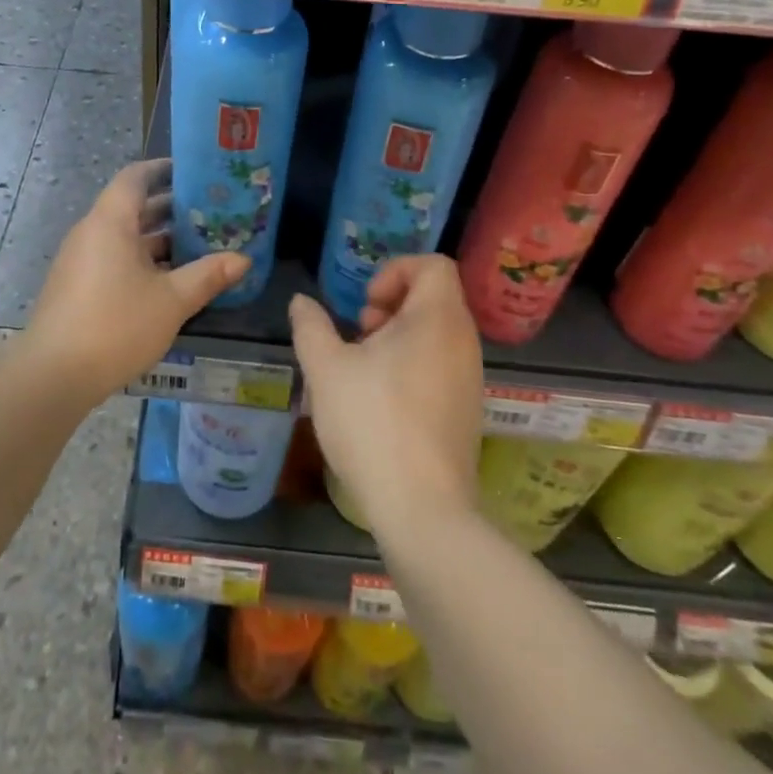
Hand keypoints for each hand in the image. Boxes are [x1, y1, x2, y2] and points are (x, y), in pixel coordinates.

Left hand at [24, 159, 249, 404]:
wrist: (53, 376)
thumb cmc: (116, 325)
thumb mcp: (172, 300)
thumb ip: (208, 275)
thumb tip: (244, 259)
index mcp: (111, 222)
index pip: (135, 177)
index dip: (163, 170)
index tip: (193, 172)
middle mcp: (92, 232)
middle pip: (132, 207)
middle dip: (170, 208)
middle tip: (210, 211)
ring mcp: (81, 260)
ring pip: (125, 236)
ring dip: (159, 238)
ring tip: (199, 245)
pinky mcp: (77, 286)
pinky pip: (114, 258)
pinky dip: (142, 259)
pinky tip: (170, 280)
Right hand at [290, 255, 482, 531]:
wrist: (423, 510)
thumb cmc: (372, 424)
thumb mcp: (326, 369)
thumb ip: (311, 326)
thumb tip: (301, 302)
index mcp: (438, 319)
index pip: (434, 264)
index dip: (395, 270)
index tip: (367, 305)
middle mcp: (463, 341)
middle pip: (434, 296)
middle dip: (390, 305)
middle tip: (360, 335)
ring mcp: (470, 378)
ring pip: (436, 332)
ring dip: (398, 336)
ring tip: (364, 368)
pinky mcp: (467, 410)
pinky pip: (442, 364)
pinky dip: (413, 364)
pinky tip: (381, 399)